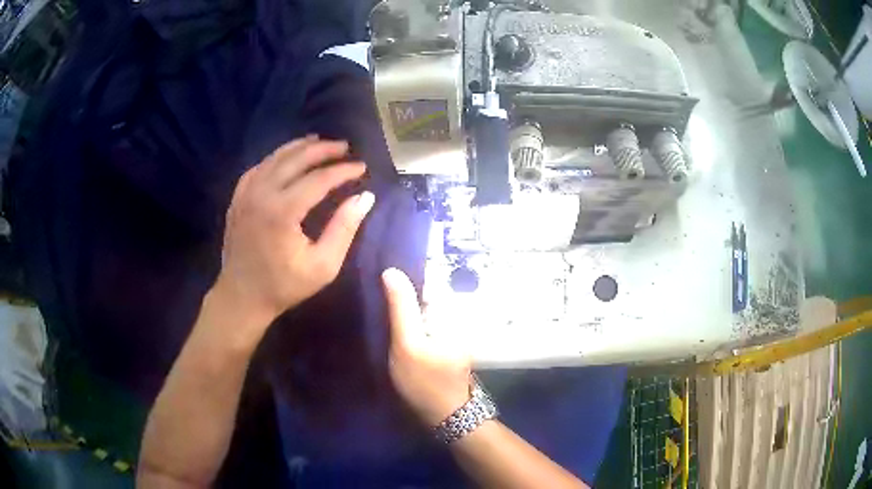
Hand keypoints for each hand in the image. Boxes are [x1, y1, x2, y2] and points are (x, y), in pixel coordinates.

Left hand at [213, 137, 374, 338]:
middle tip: (345, 147)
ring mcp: (246, 193)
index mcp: (283, 211)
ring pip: (275, 157)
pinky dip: (276, 158)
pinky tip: (287, 158)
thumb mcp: (323, 265)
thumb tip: (365, 197)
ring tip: (320, 143)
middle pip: (296, 159)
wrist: (242, 296)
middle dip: (324, 150)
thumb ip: (344, 228)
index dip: (343, 170)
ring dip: (300, 147)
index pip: (319, 178)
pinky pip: (259, 167)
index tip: (362, 167)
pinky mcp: (238, 197)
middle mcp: (262, 193)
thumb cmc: (284, 286)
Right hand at [382, 268, 471, 425]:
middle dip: (403, 293)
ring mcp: (452, 330)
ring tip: (383, 309)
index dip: (402, 277)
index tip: (380, 277)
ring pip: (423, 309)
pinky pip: (425, 322)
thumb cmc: (425, 381)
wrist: (445, 415)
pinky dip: (412, 321)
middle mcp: (456, 315)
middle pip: (424, 293)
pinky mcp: (445, 342)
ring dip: (405, 308)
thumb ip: (401, 308)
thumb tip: (391, 271)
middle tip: (377, 296)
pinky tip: (397, 328)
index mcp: (450, 311)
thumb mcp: (407, 344)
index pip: (426, 278)